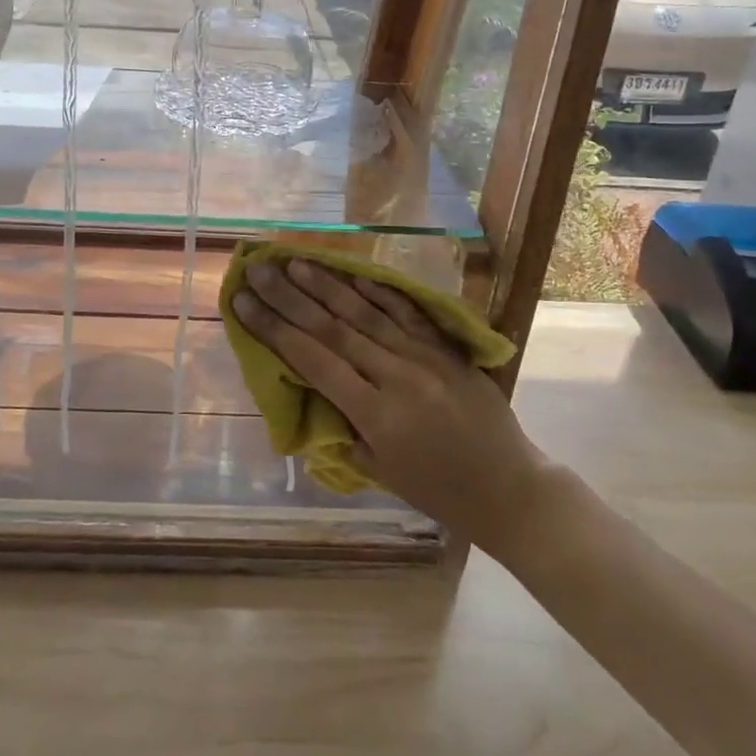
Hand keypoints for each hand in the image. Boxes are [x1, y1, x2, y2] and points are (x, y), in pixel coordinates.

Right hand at [231, 258, 553, 551]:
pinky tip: (354, 273)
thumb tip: (315, 386)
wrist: (511, 489)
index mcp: (376, 414)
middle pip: (333, 327)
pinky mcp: (447, 349)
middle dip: (290, 297)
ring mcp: (425, 357)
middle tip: (259, 269)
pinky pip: (407, 313)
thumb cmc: (439, 493)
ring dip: (327, 285)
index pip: (313, 360)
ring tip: (296, 262)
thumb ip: (346, 426)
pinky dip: (379, 291)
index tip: (244, 302)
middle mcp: (396, 376)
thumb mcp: (380, 471)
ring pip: (367, 313)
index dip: (274, 329)